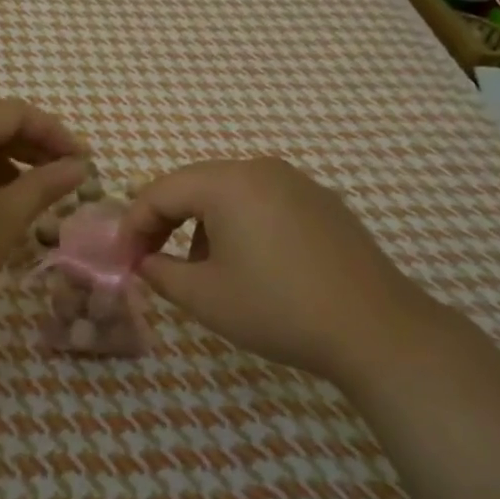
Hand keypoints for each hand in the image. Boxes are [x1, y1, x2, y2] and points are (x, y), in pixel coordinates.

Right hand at [122, 158, 433, 380]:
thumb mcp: (205, 297)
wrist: (376, 329)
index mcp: (227, 182)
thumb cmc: (278, 308)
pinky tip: (249, 264)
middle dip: (165, 221)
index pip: (160, 191)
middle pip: (194, 185)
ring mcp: (297, 182)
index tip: (123, 260)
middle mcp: (261, 169)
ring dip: (202, 224)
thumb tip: (143, 262)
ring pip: (229, 193)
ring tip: (201, 269)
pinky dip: (239, 224)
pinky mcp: (322, 203)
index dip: (134, 225)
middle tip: (150, 259)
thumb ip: (160, 272)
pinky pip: (263, 202)